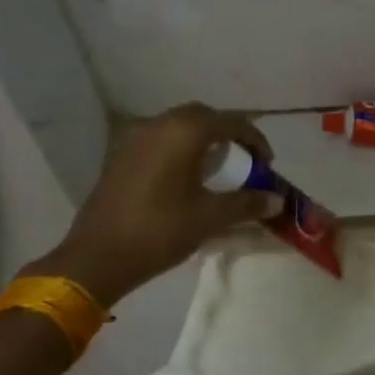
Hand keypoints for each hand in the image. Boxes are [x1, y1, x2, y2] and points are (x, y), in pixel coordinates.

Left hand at [28, 103, 281, 304]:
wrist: (97, 257)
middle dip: (228, 133)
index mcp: (184, 132)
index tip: (267, 164)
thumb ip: (247, 203)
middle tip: (245, 160)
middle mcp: (158, 125)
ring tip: (219, 167)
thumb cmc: (160, 231)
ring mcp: (135, 139)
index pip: (231, 122)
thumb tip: (277, 200)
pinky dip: (180, 148)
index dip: (255, 140)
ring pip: (178, 126)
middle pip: (203, 116)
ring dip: (203, 139)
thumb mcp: (210, 217)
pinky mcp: (121, 156)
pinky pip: (160, 139)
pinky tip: (187, 176)